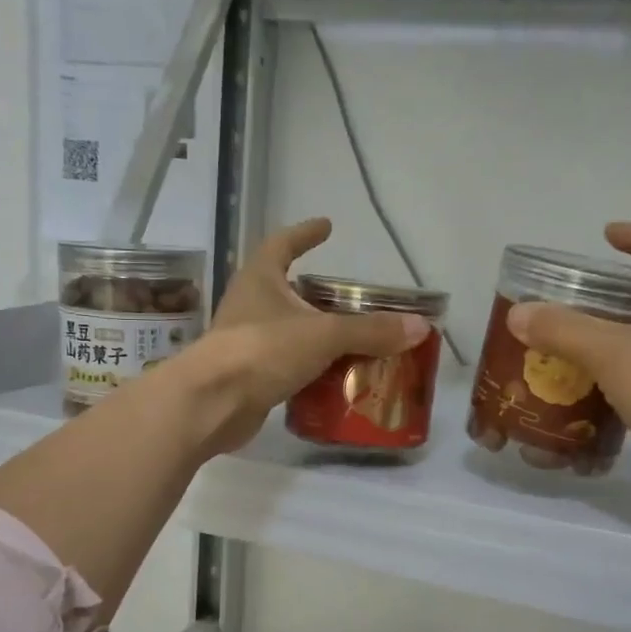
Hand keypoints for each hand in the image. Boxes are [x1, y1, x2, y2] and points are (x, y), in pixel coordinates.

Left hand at [191, 217, 430, 452]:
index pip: (282, 244)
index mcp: (260, 279)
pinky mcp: (249, 376)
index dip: (305, 233)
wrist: (211, 404)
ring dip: (317, 334)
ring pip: (289, 331)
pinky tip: (336, 378)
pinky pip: (287, 365)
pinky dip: (311, 368)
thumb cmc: (262, 351)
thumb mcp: (323, 335)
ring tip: (354, 340)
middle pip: (288, 291)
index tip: (327, 226)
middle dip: (318, 294)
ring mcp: (247, 342)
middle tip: (353, 299)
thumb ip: (371, 331)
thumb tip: (419, 327)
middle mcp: (250, 305)